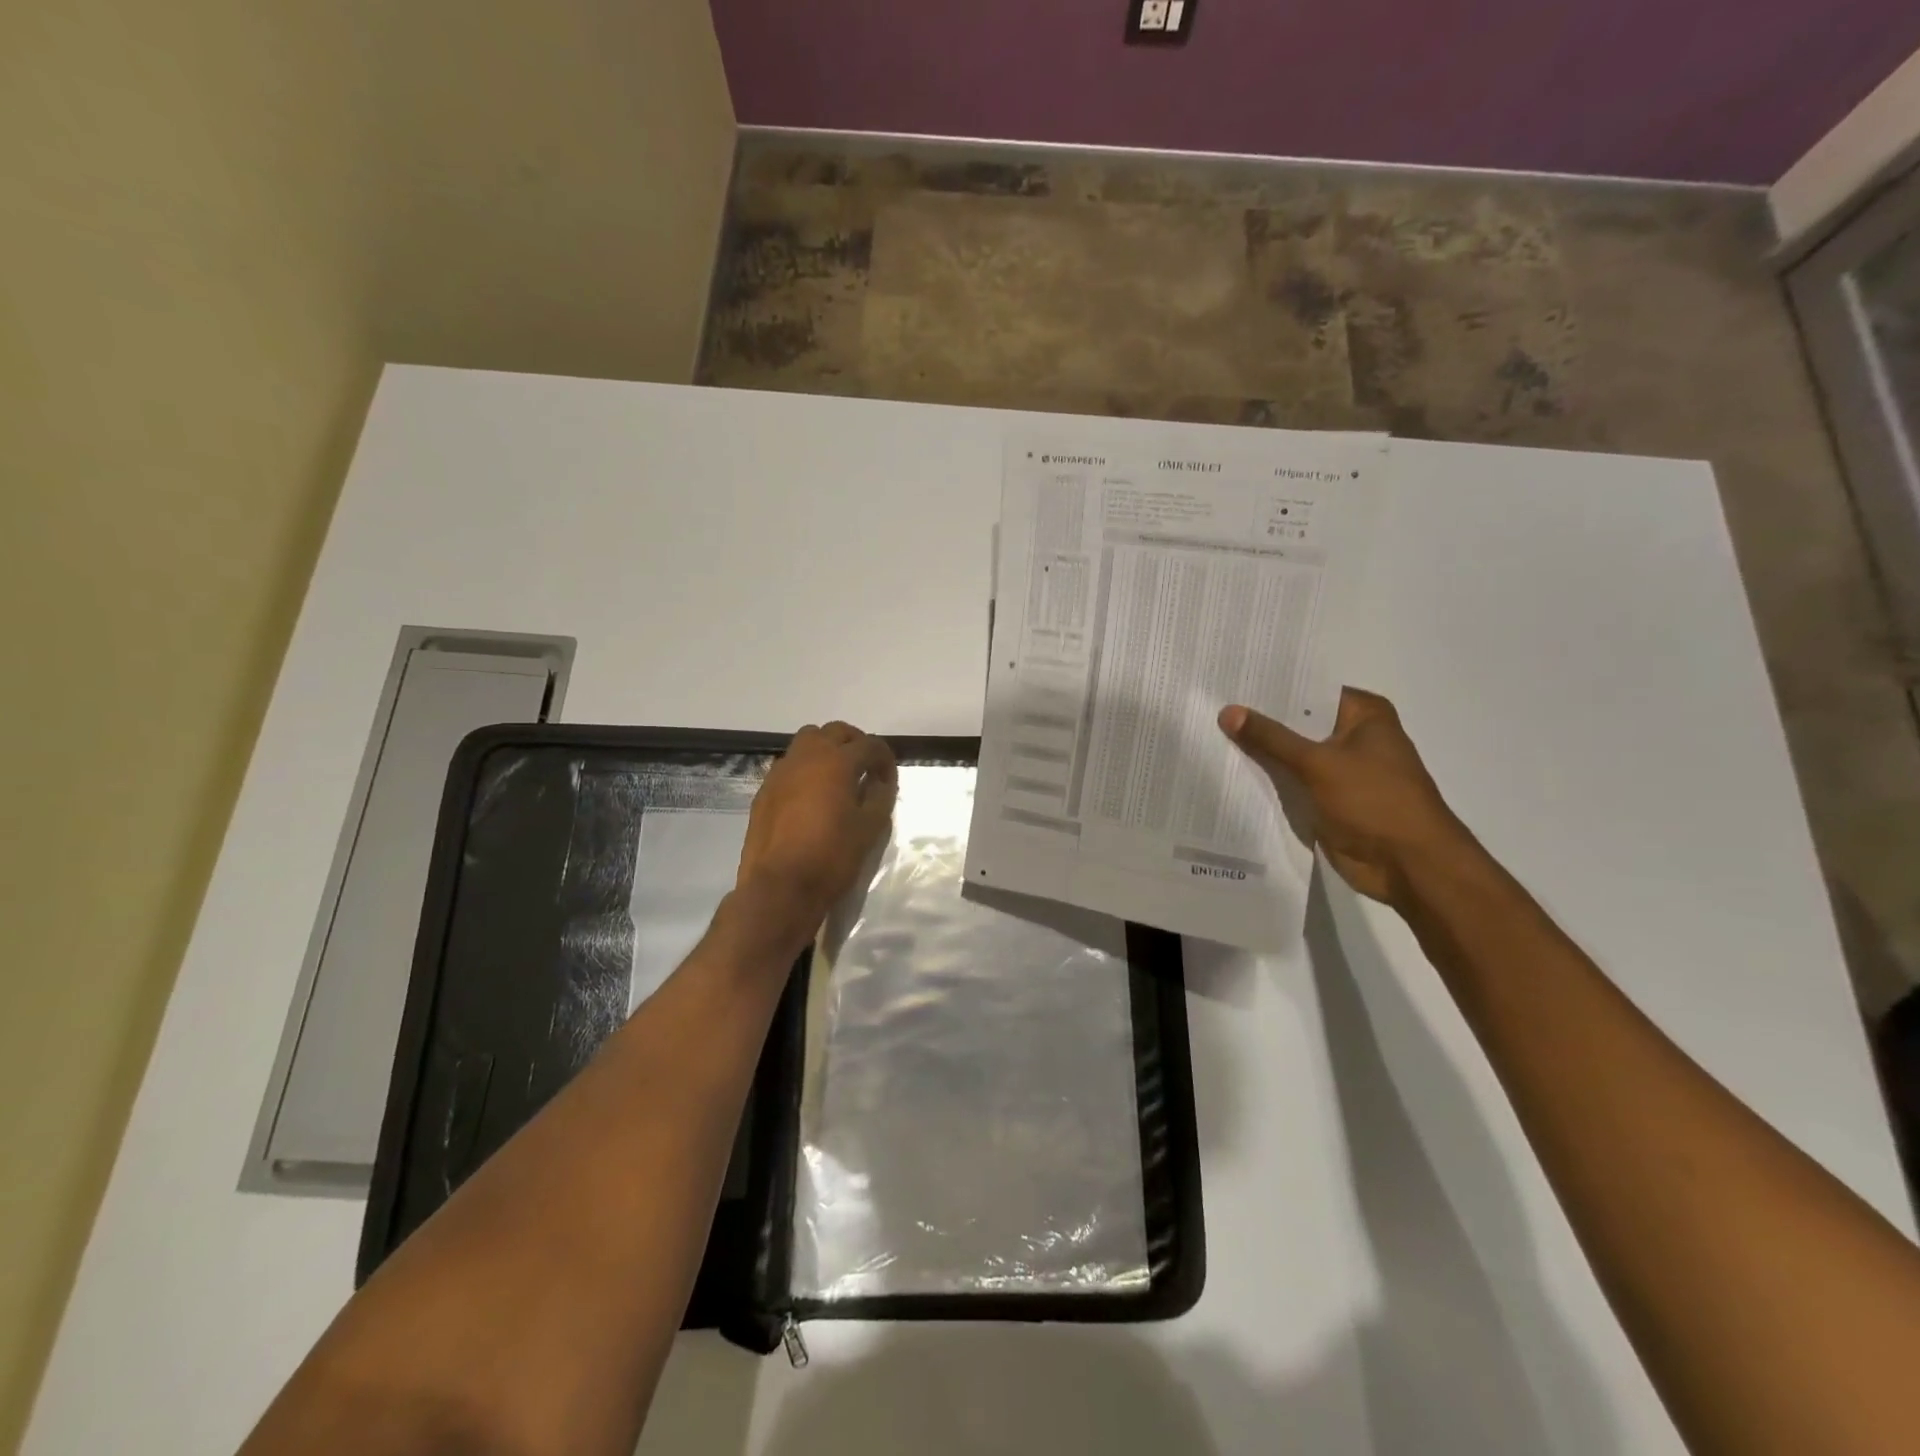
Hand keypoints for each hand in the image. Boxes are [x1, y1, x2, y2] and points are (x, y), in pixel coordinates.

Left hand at [737, 721, 898, 941]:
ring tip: (838, 778)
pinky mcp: (765, 790)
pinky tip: (812, 797)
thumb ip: (881, 796)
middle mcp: (806, 756)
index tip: (889, 780)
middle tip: (866, 769)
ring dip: (827, 750)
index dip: (885, 760)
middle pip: (835, 732)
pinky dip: (806, 769)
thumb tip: (880, 782)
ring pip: (807, 742)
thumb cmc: (832, 857)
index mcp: (836, 761)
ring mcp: (781, 771)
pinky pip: (790, 765)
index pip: (869, 745)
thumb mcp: (870, 828)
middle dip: (855, 744)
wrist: (779, 887)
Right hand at [1219, 689, 1476, 907]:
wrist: (1408, 865)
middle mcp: (1355, 736)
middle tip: (1210, 707)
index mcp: (1364, 715)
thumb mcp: (1317, 763)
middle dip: (1260, 720)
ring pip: (1292, 754)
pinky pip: (1293, 782)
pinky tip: (1230, 772)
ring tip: (1210, 736)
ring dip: (1262, 753)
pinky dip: (1270, 780)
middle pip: (1298, 722)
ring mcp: (1343, 770)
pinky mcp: (1330, 799)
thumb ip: (1270, 738)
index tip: (1230, 680)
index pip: (1308, 690)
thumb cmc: (1374, 801)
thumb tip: (1228, 711)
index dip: (1270, 687)